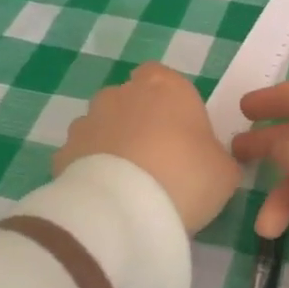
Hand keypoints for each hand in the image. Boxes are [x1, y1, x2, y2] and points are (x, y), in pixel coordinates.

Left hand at [55, 63, 241, 231]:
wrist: (125, 210)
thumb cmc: (186, 176)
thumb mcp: (224, 171)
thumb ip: (217, 156)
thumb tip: (209, 160)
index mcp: (165, 85)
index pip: (163, 77)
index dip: (170, 103)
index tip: (181, 133)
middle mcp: (122, 93)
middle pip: (130, 100)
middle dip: (139, 122)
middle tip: (157, 160)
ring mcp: (88, 120)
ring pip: (103, 126)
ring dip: (113, 144)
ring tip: (129, 183)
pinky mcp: (64, 151)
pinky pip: (83, 156)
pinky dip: (91, 170)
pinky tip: (106, 197)